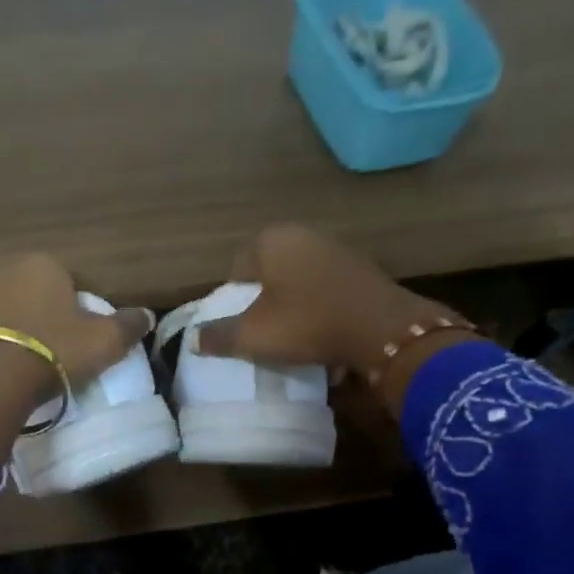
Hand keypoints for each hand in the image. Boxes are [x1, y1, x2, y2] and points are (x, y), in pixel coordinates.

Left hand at [0, 254, 152, 466]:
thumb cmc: (57, 348)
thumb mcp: (105, 340)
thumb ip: (128, 326)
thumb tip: (146, 316)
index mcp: (45, 263)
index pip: (76, 282)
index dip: (88, 310)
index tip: (93, 337)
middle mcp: (11, 271)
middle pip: (45, 296)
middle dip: (58, 319)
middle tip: (72, 351)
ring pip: (21, 314)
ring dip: (33, 333)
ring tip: (46, 363)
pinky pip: (1, 334)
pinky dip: (13, 347)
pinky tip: (22, 369)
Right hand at [194, 226, 478, 410]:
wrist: (380, 329)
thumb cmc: (306, 323)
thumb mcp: (253, 336)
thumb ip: (219, 336)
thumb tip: (193, 339)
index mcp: (271, 240)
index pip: (237, 268)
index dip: (233, 300)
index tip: (238, 327)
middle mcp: (303, 234)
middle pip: (269, 273)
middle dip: (263, 301)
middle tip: (262, 333)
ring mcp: (336, 249)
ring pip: (298, 282)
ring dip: (292, 306)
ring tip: (291, 337)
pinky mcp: (361, 270)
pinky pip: (326, 290)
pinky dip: (319, 309)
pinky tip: (321, 334)